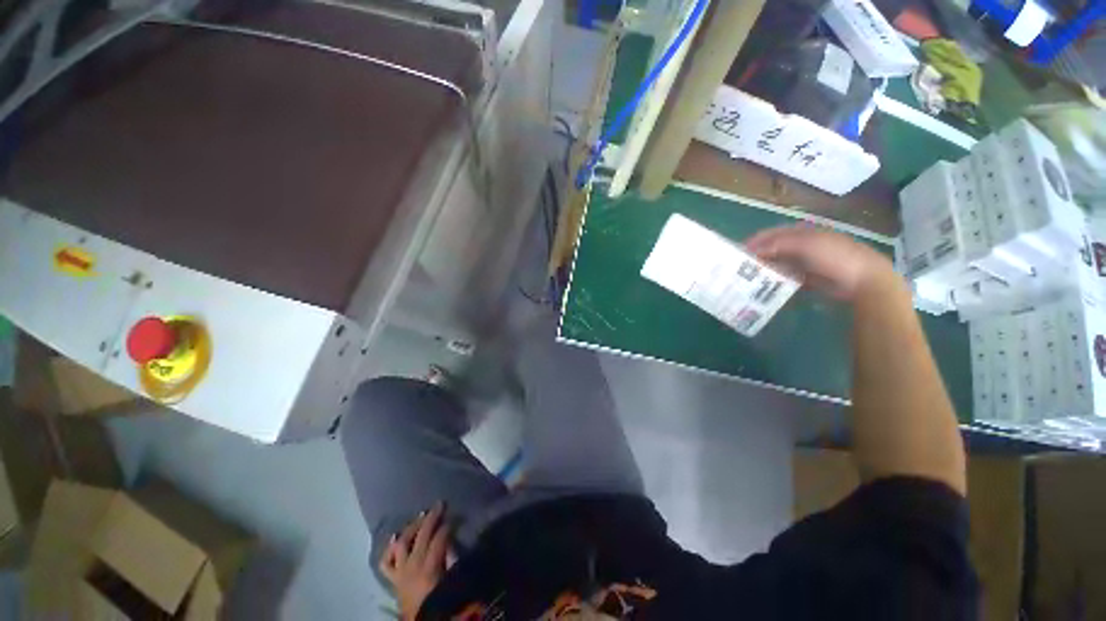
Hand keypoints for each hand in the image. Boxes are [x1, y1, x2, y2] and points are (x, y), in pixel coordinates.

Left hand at [380, 503, 451, 619]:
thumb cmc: (443, 601)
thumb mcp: (452, 580)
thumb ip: (452, 559)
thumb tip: (452, 540)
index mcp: (429, 568)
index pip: (439, 539)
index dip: (448, 526)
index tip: (454, 518)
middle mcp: (412, 567)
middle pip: (421, 536)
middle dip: (431, 518)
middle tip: (439, 504)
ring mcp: (400, 573)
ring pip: (402, 543)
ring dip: (411, 528)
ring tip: (420, 517)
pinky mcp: (393, 580)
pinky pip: (386, 563)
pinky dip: (389, 549)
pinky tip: (395, 538)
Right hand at [744, 225, 898, 301]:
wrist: (863, 280)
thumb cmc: (834, 256)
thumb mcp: (805, 244)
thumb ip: (778, 244)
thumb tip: (753, 249)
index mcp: (803, 232)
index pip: (773, 233)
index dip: (756, 240)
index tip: (739, 251)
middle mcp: (803, 245)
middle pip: (774, 249)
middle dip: (758, 256)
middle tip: (740, 267)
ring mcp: (806, 262)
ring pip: (779, 264)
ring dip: (765, 269)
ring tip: (748, 278)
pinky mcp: (809, 278)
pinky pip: (787, 278)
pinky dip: (776, 281)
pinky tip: (766, 287)